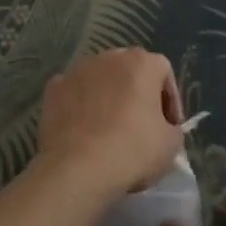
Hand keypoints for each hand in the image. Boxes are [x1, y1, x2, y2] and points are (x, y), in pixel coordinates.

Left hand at [36, 47, 183, 196]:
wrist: (77, 168)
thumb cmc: (132, 151)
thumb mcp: (171, 144)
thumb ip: (172, 127)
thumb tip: (163, 127)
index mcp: (141, 63)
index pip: (163, 71)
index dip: (170, 99)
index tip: (169, 125)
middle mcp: (109, 56)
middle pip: (130, 70)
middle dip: (138, 93)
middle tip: (141, 124)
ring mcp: (78, 69)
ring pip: (101, 79)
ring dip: (108, 96)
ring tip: (110, 128)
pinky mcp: (54, 87)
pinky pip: (75, 92)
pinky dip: (81, 105)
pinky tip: (84, 130)